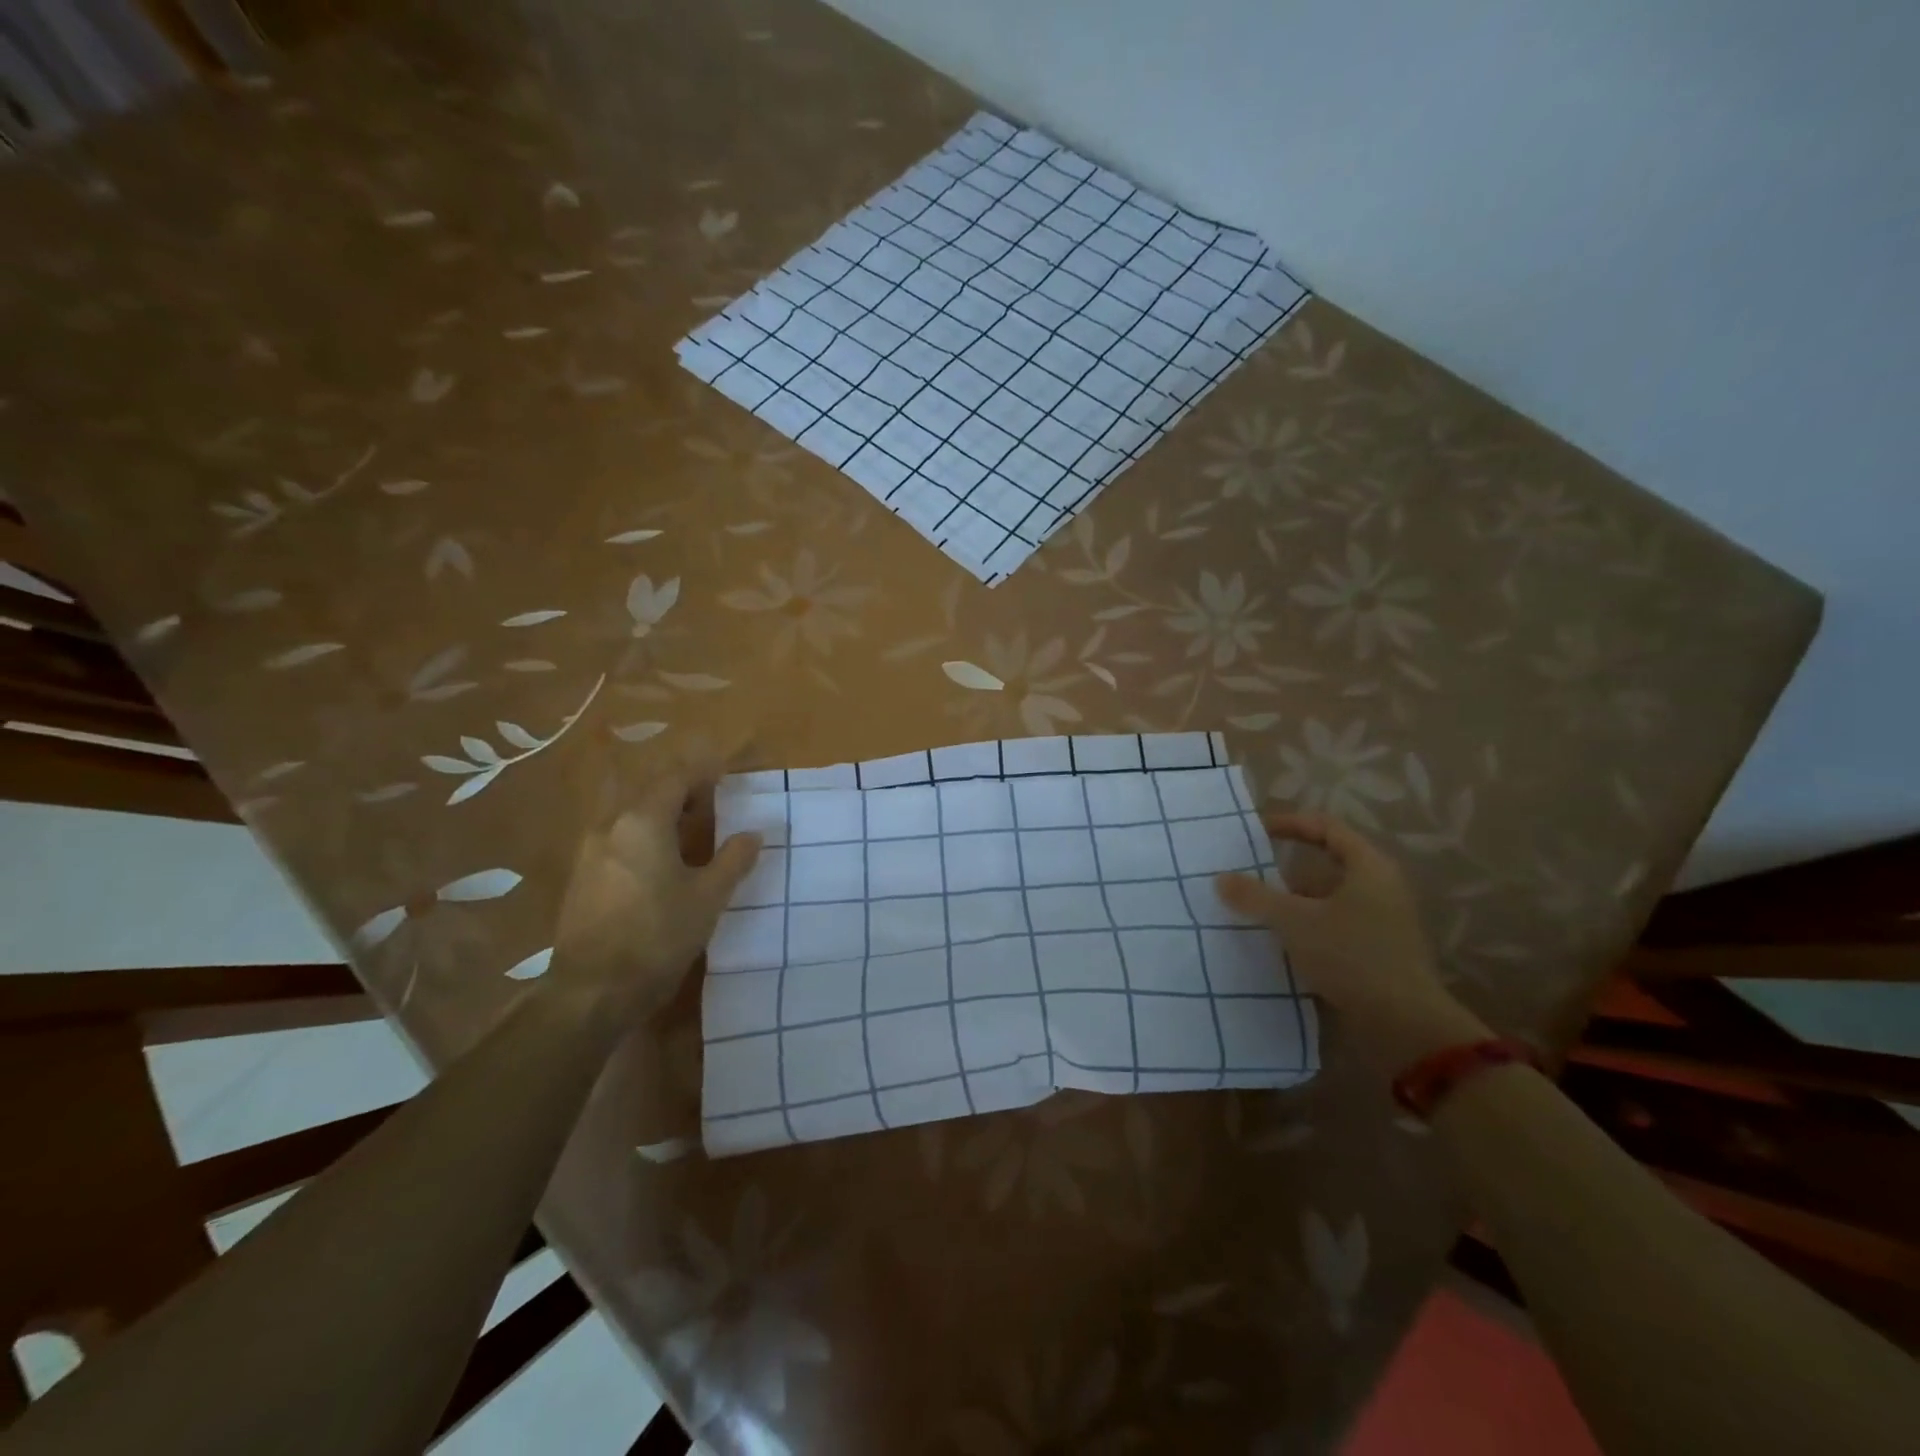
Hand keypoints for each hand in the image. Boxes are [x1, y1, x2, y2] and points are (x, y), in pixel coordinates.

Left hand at [548, 756, 760, 1029]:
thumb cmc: (658, 937)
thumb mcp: (708, 898)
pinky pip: (616, 840)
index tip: (725, 775)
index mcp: (642, 822)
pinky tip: (658, 864)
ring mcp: (589, 852)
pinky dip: (641, 837)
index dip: (702, 773)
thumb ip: (733, 860)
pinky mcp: (581, 879)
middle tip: (710, 803)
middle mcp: (610, 826)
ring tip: (688, 833)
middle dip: (680, 792)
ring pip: (628, 816)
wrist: (592, 992)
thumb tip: (753, 834)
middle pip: (648, 792)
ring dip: (658, 815)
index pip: (675, 779)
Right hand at [1216, 811, 1487, 1072]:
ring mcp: (1381, 920)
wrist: (1405, 1025)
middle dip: (1283, 870)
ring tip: (1254, 911)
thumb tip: (1220, 878)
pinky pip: (1333, 924)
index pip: (1326, 828)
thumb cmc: (1351, 956)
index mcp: (1368, 867)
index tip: (1255, 832)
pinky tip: (1279, 941)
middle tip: (1247, 875)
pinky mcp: (1376, 950)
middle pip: (1325, 864)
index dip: (1290, 824)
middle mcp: (1379, 887)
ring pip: (1327, 898)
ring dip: (1292, 902)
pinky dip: (1305, 926)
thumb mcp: (1294, 921)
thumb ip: (1255, 897)